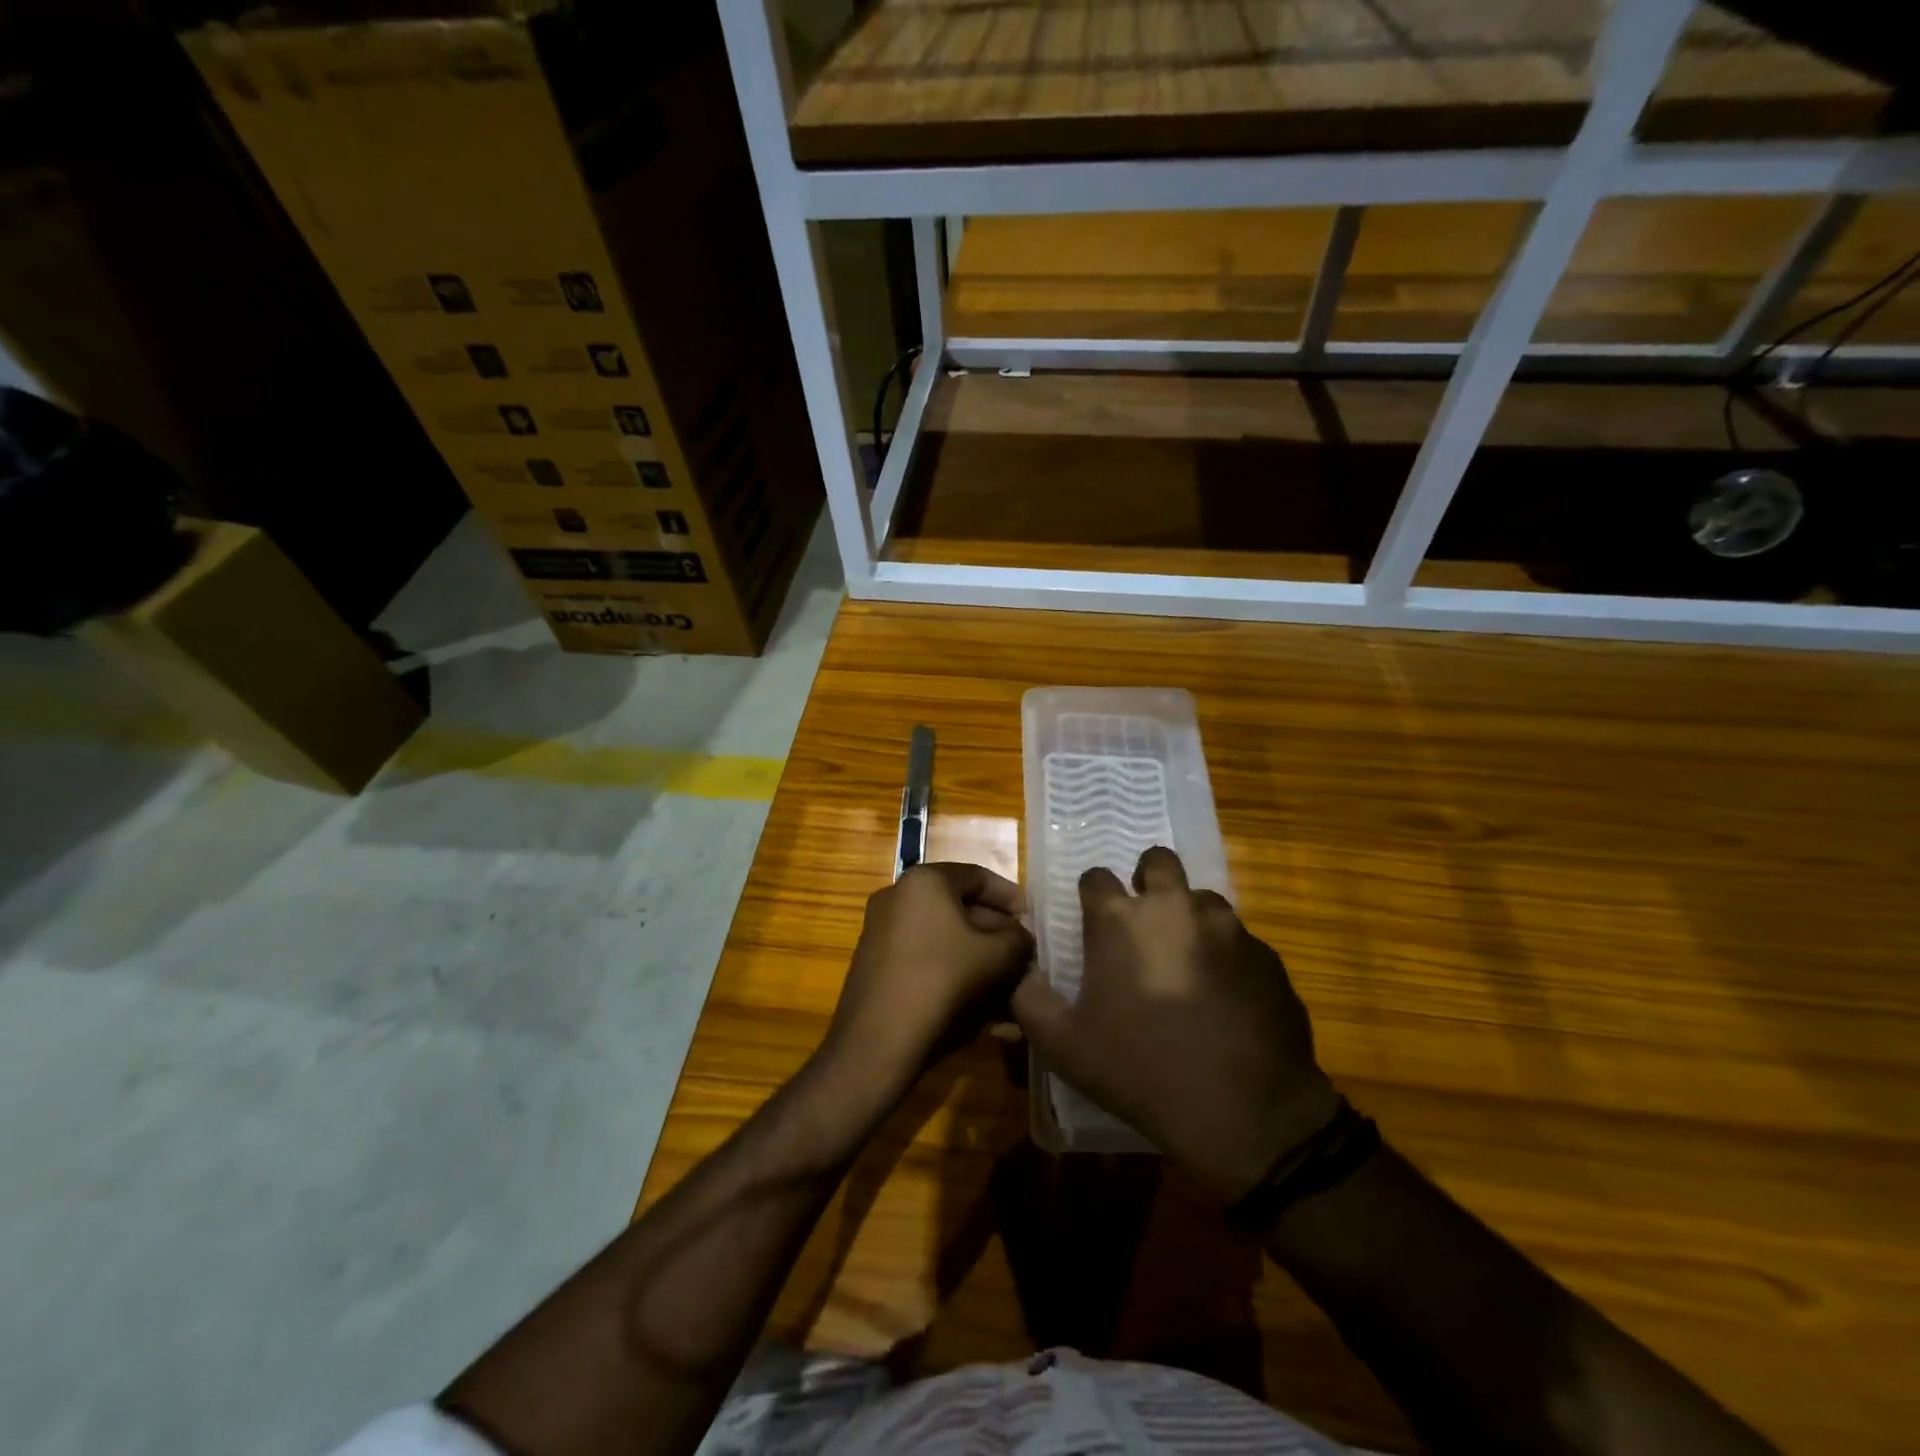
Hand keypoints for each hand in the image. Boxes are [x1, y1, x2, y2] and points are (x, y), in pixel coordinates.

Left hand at [821, 863, 1034, 1102]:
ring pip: (944, 938)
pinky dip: (953, 973)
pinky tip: (978, 1006)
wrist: (876, 1043)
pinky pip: (925, 958)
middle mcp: (897, 896)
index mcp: (924, 881)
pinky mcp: (876, 965)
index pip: (978, 876)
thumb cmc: (942, 983)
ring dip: (977, 959)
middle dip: (995, 934)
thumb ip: (1018, 939)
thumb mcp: (998, 957)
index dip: (1011, 897)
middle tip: (1022, 958)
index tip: (1033, 921)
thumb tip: (1019, 938)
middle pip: (960, 908)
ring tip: (1007, 988)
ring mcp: (881, 931)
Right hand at [1012, 846, 1340, 1201]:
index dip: (1092, 895)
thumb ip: (1028, 997)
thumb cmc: (1140, 1070)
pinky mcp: (1268, 956)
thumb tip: (1020, 969)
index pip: (1096, 877)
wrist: (1244, 1113)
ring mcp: (1228, 928)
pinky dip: (1228, 957)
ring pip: (1204, 899)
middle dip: (1148, 878)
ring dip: (1191, 917)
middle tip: (1144, 920)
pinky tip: (1226, 999)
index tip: (1093, 922)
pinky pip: (1241, 941)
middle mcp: (1175, 907)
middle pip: (1159, 861)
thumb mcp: (1062, 1044)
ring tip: (1187, 963)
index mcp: (1120, 920)